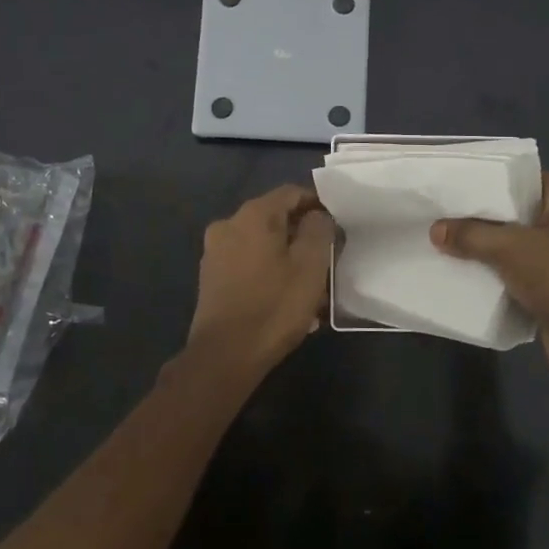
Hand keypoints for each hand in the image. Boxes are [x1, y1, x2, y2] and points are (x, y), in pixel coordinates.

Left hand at [186, 185, 334, 373]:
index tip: (337, 227)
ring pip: (262, 244)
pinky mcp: (212, 278)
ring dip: (288, 259)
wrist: (224, 356)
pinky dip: (269, 273)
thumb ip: (319, 229)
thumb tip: (317, 216)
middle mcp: (228, 224)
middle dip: (303, 236)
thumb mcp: (310, 265)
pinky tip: (285, 300)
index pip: (292, 193)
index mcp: (253, 214)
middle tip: (327, 260)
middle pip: (275, 219)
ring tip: (311, 288)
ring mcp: (215, 252)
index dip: (318, 205)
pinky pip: (248, 264)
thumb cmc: (274, 306)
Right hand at [431, 173, 548, 383]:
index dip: (489, 181)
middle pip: (517, 211)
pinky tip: (465, 271)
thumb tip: (435, 230)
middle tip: (442, 213)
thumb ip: (471, 234)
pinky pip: (520, 269)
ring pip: (516, 243)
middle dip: (482, 216)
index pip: (524, 178)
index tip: (454, 185)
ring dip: (487, 247)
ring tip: (445, 240)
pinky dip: (497, 271)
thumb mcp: (510, 249)